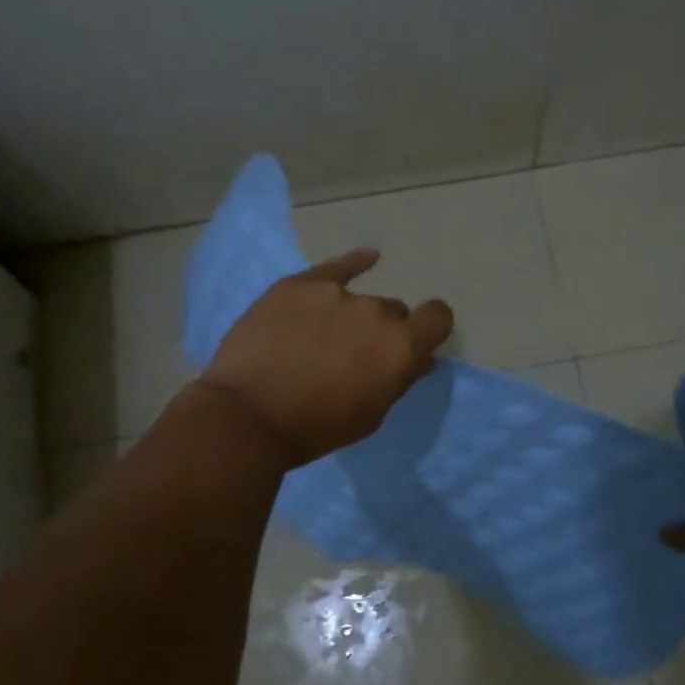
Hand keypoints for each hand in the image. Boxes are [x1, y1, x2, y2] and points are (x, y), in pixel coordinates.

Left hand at [196, 249, 453, 466]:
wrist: (247, 417)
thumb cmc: (315, 428)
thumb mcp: (371, 416)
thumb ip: (399, 380)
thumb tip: (419, 358)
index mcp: (400, 346)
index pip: (438, 317)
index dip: (430, 328)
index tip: (416, 342)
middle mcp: (375, 311)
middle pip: (392, 312)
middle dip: (381, 331)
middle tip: (352, 355)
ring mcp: (335, 293)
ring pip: (358, 299)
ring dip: (350, 315)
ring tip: (319, 338)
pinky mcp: (297, 285)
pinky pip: (336, 267)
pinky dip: (353, 264)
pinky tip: (367, 257)